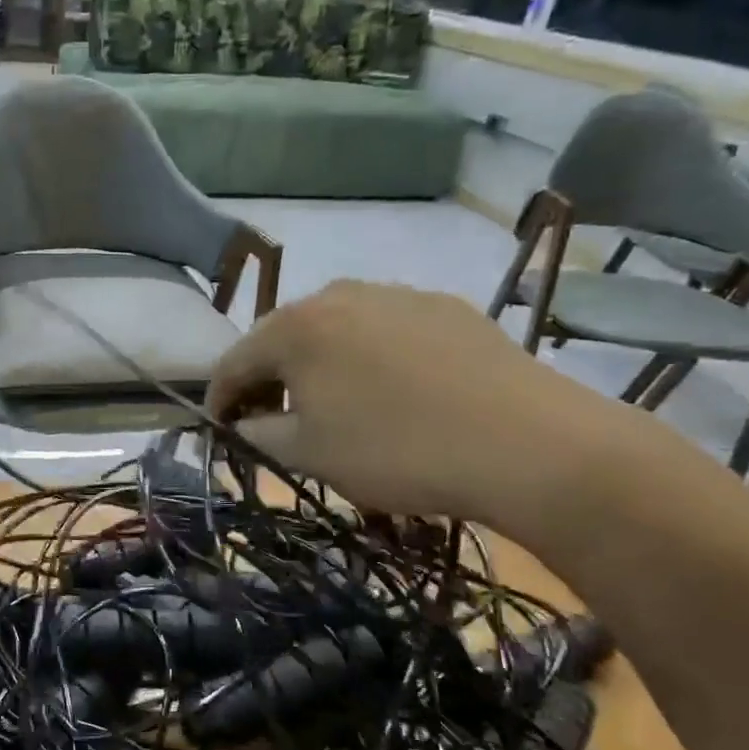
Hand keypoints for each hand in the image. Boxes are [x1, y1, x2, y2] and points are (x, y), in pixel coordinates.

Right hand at [204, 281, 627, 534]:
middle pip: (282, 338)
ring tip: (335, 406)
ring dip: (319, 365)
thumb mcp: (309, 455)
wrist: (529, 444)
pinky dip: (370, 358)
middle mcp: (339, 294)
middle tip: (273, 421)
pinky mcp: (445, 307)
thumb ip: (259, 433)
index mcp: (295, 327)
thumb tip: (244, 423)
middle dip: (269, 380)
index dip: (219, 400)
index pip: (233, 362)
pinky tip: (395, 392)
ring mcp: (396, 294)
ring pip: (335, 330)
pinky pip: (385, 330)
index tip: (220, 431)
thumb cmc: (396, 451)